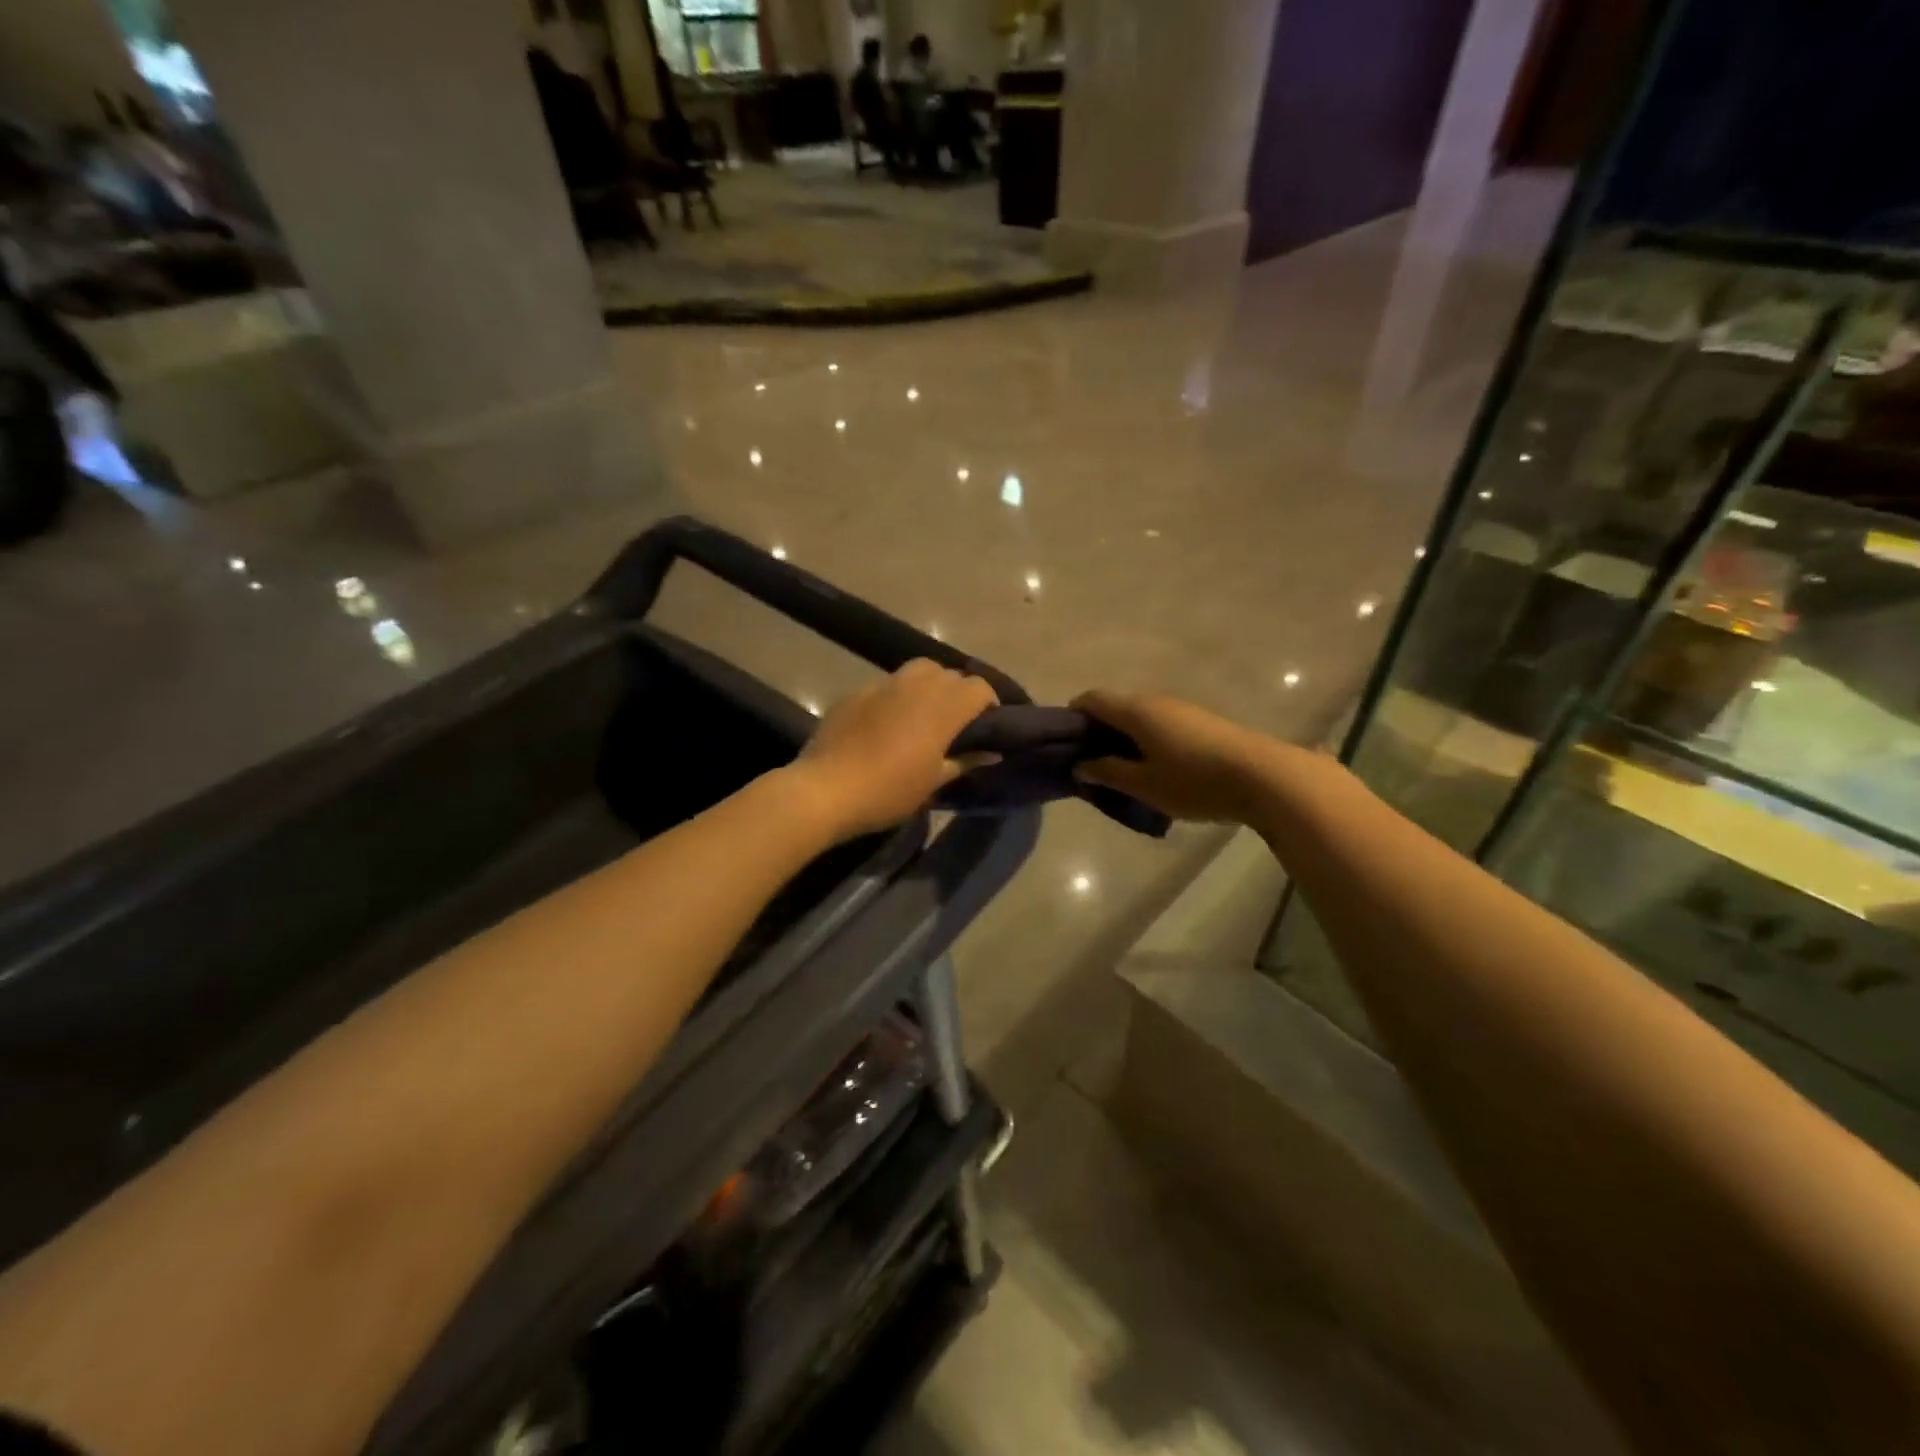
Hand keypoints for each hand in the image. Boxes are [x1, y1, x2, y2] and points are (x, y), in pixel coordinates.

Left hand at [790, 660, 998, 840]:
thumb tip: (991, 752)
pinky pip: (886, 686)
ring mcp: (882, 684)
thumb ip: (965, 761)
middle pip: (949, 673)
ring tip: (922, 716)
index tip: (987, 725)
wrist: (825, 790)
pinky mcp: (855, 692)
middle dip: (958, 692)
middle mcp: (916, 685)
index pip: (979, 687)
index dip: (988, 702)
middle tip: (955, 723)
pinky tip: (885, 724)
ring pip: (917, 670)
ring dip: (928, 686)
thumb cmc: (889, 791)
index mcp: (942, 707)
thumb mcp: (933, 783)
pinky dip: (895, 697)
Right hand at [1071, 690, 1275, 823]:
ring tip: (1122, 770)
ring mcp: (1182, 709)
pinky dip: (1147, 739)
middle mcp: (1156, 701)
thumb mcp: (1144, 784)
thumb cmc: (1194, 781)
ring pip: (1140, 715)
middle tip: (1091, 762)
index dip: (1073, 715)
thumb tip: (1081, 765)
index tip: (1066, 743)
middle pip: (1116, 706)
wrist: (1263, 777)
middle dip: (1098, 730)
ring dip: (1124, 736)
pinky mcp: (1202, 722)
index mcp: (1136, 711)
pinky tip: (1154, 768)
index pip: (1091, 699)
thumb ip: (1108, 773)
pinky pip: (1161, 723)